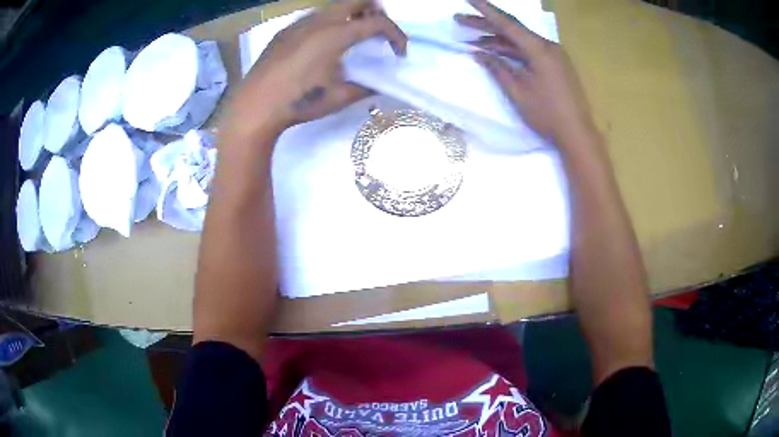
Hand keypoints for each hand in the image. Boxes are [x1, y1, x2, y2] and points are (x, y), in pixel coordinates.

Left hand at [222, 0, 406, 141]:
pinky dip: (329, 23)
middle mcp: (319, 21)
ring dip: (351, 16)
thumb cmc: (299, 102)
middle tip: (377, 33)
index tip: (399, 52)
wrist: (254, 107)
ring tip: (351, 39)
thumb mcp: (339, 97)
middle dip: (376, 12)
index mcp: (336, 34)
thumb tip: (378, 84)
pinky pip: (314, 17)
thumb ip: (365, 86)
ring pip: (334, 6)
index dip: (396, 35)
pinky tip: (322, 46)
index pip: (378, 23)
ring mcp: (299, 23)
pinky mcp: (285, 31)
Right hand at [456, 0, 595, 144]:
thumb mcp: (518, 92)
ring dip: (497, 40)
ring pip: (520, 41)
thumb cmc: (547, 114)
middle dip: (485, 25)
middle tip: (459, 20)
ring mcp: (553, 55)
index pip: (507, 23)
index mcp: (539, 49)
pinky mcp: (555, 65)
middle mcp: (547, 46)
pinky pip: (529, 51)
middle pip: (512, 30)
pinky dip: (512, 51)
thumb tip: (479, 53)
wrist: (577, 133)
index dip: (485, 10)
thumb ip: (498, 69)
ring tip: (472, 41)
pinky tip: (496, 53)